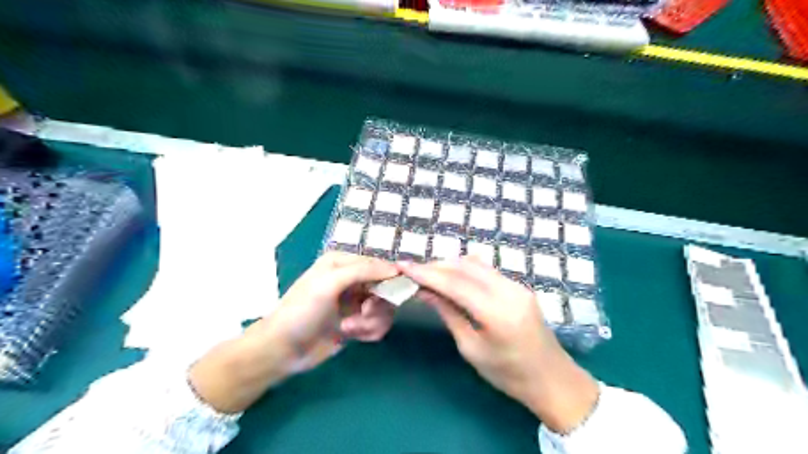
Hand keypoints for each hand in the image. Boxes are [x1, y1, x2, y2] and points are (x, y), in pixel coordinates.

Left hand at [257, 252, 398, 372]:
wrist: (282, 351)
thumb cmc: (302, 311)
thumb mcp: (329, 283)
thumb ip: (362, 271)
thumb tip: (396, 268)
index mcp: (343, 263)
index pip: (379, 264)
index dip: (391, 277)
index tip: (394, 293)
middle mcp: (352, 279)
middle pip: (386, 287)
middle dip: (378, 304)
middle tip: (365, 312)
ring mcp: (356, 302)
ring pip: (385, 308)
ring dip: (371, 321)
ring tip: (350, 327)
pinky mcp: (358, 322)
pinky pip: (379, 324)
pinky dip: (369, 331)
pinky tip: (352, 335)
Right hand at [397, 255, 597, 432]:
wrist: (553, 379)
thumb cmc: (509, 375)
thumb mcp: (472, 349)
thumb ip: (449, 314)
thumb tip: (425, 292)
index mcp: (498, 312)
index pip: (455, 283)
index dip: (427, 273)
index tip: (403, 266)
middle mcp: (509, 290)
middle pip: (465, 267)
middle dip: (436, 266)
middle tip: (413, 272)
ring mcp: (517, 285)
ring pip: (476, 264)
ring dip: (450, 266)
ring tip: (429, 275)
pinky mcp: (519, 286)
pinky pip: (487, 270)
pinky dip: (465, 270)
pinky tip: (452, 279)